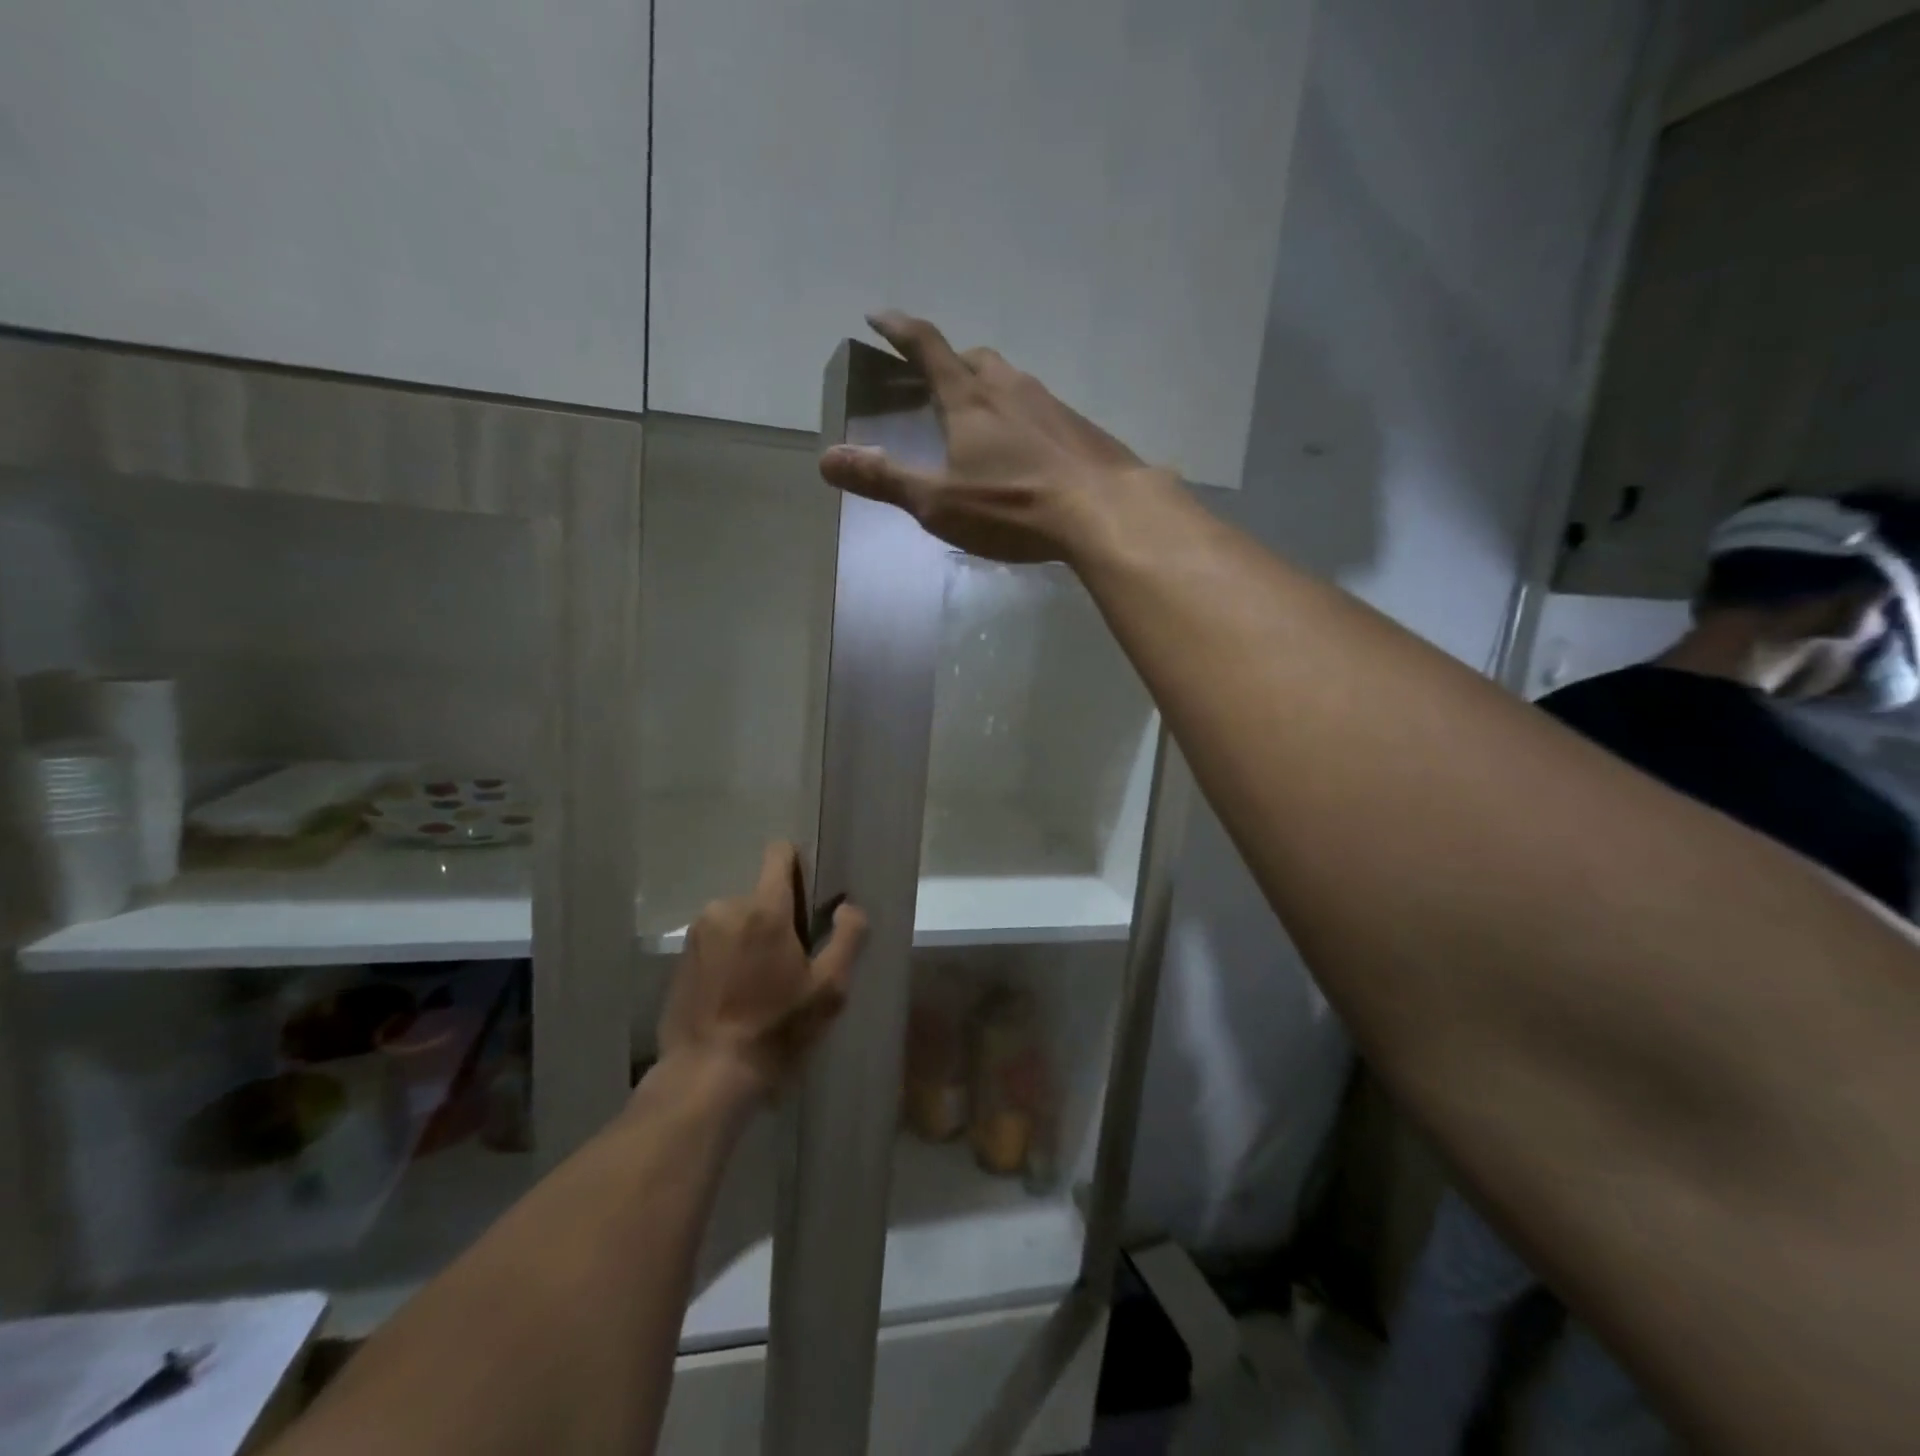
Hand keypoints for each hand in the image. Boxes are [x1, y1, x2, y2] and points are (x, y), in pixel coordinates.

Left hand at [657, 842, 867, 1099]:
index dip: (799, 866)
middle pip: (762, 894)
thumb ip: (847, 938)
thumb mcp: (829, 989)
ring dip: (751, 938)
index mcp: (764, 908)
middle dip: (778, 918)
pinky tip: (735, 994)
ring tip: (760, 983)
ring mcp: (698, 932)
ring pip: (738, 918)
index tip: (810, 900)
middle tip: (790, 962)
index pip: (779, 853)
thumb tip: (848, 907)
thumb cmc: (775, 1029)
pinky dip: (729, 956)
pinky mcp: (680, 958)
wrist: (706, 1075)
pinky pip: (716, 940)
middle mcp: (726, 907)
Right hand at [818, 311, 1175, 562]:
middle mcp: (1010, 388)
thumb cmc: (1013, 506)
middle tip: (936, 380)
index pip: (927, 347)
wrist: (1104, 511)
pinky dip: (1023, 417)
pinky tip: (1028, 449)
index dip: (900, 329)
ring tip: (981, 417)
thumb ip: (884, 480)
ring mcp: (1051, 405)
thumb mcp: (939, 502)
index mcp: (970, 399)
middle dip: (950, 361)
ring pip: (1012, 381)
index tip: (879, 316)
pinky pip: (1042, 409)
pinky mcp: (1080, 428)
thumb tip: (826, 459)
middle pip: (974, 358)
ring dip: (989, 388)